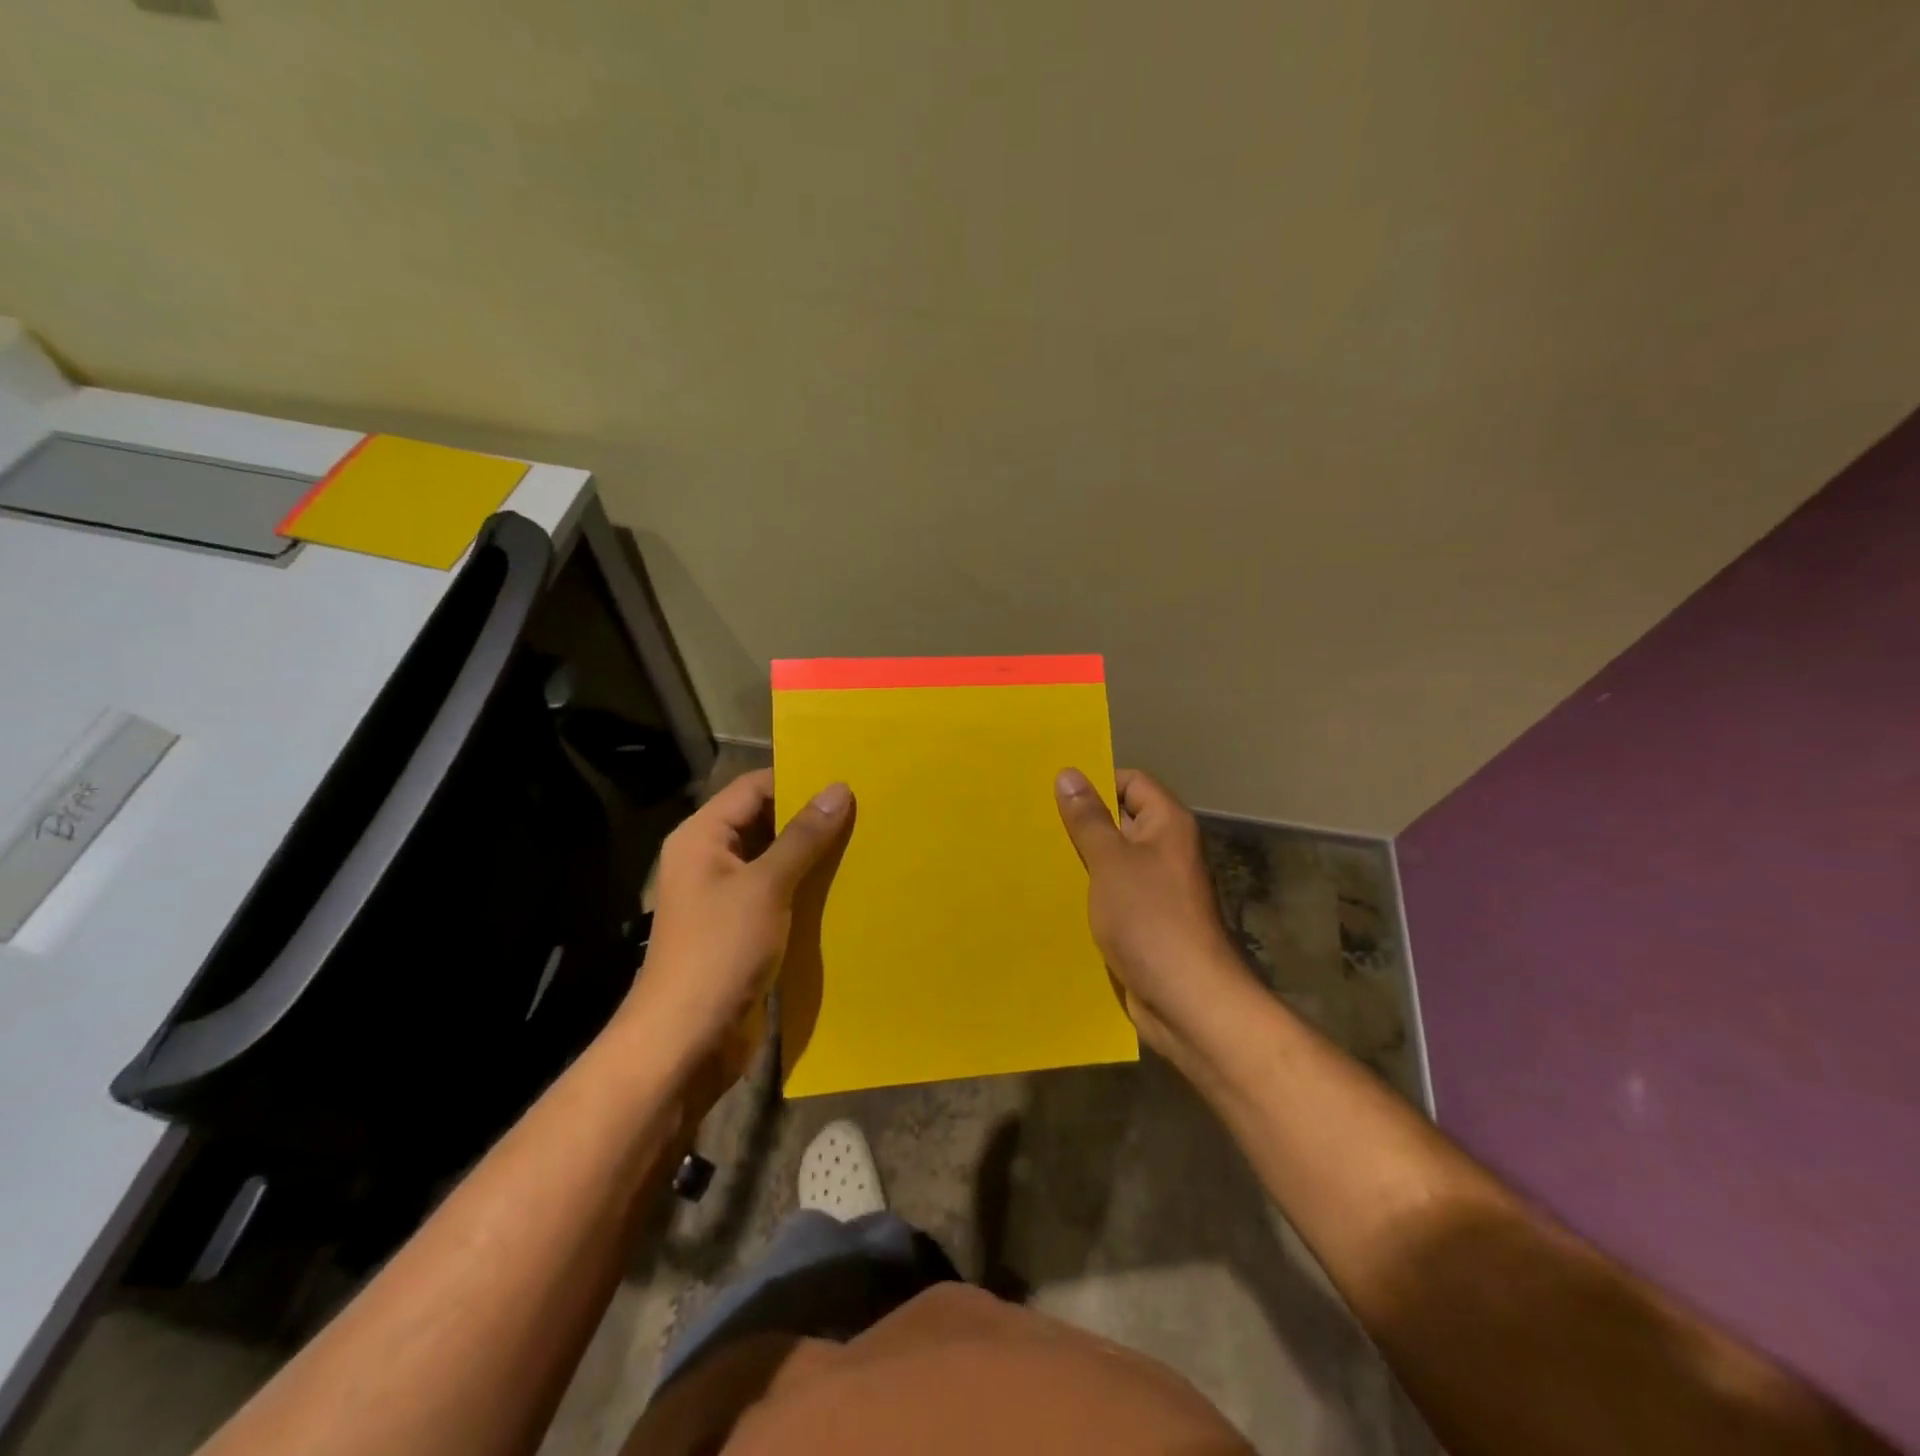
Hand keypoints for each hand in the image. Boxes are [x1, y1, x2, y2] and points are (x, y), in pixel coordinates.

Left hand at [621, 768, 852, 1089]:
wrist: (686, 1043)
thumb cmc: (719, 952)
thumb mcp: (766, 887)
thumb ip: (803, 837)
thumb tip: (838, 789)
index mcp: (703, 838)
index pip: (754, 788)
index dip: (797, 779)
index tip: (847, 778)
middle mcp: (712, 860)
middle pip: (765, 822)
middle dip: (811, 818)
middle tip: (866, 809)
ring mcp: (727, 898)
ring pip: (776, 861)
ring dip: (814, 856)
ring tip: (866, 842)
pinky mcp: (744, 931)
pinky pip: (780, 896)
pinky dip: (809, 889)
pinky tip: (847, 888)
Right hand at [1054, 767, 1253, 1059]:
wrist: (1187, 1000)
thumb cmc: (1150, 919)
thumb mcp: (1111, 861)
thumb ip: (1088, 819)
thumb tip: (1069, 773)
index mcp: (1166, 825)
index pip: (1131, 782)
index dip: (1096, 783)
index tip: (1053, 792)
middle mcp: (1165, 849)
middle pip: (1119, 820)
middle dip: (1080, 822)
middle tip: (1033, 821)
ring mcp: (1156, 887)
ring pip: (1111, 860)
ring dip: (1080, 860)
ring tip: (1035, 855)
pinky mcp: (1144, 920)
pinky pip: (1112, 893)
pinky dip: (1088, 892)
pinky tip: (1053, 895)